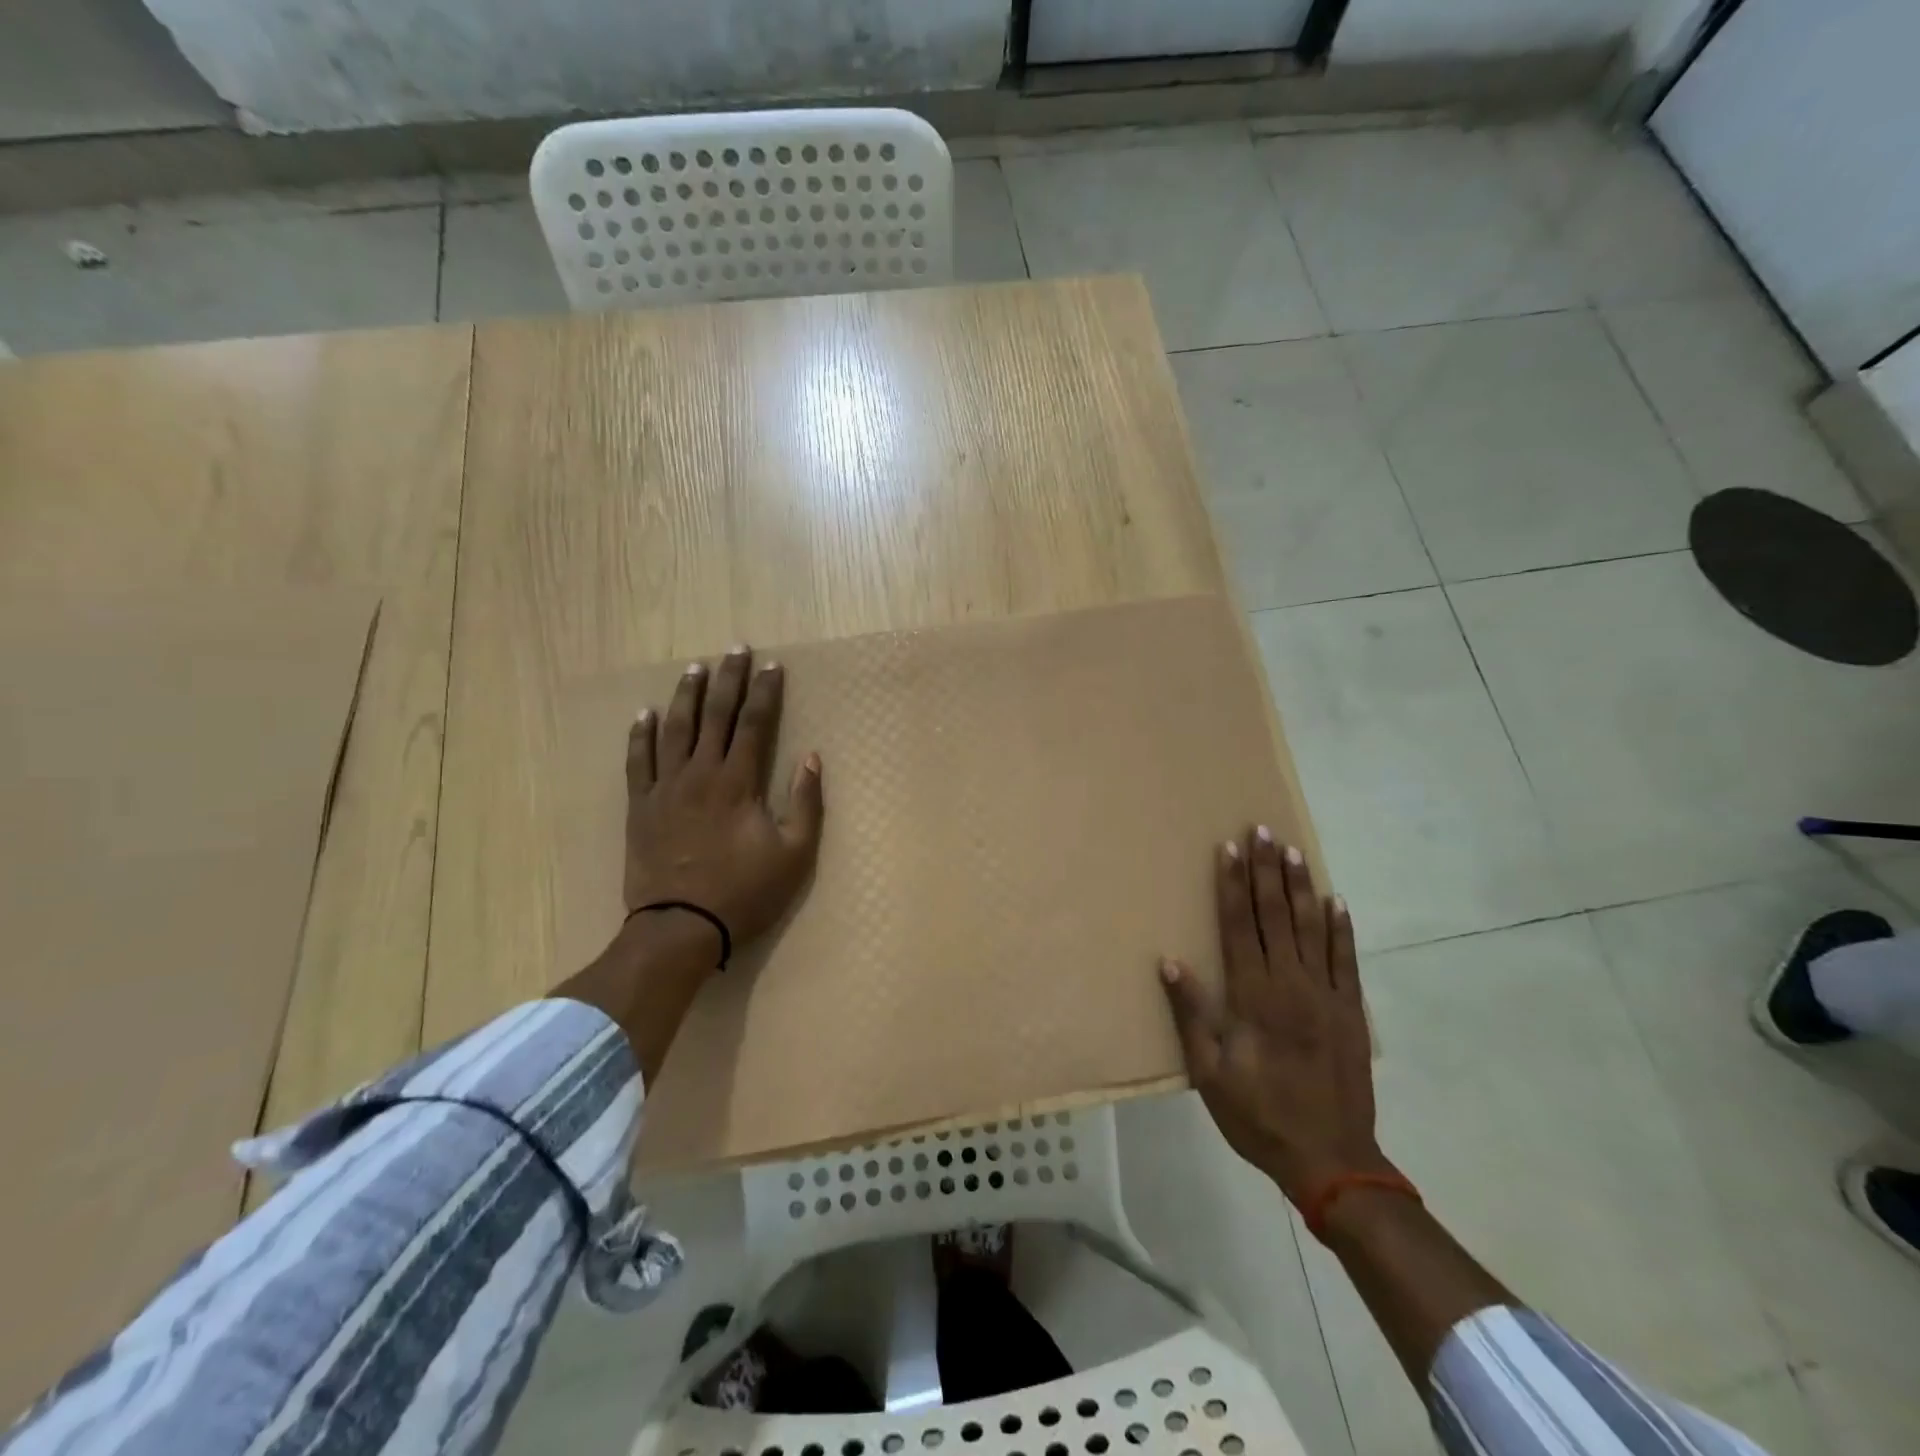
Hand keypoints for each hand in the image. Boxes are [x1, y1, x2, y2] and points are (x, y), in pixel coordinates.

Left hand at [625, 646, 824, 955]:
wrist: (680, 926)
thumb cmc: (744, 892)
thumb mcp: (794, 854)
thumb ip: (806, 803)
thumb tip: (813, 758)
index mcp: (738, 782)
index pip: (754, 724)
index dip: (765, 692)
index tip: (772, 665)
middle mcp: (700, 773)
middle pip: (715, 715)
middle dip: (728, 679)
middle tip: (735, 649)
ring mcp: (665, 788)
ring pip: (675, 729)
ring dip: (686, 695)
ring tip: (695, 668)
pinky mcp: (641, 806)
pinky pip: (638, 761)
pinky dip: (641, 735)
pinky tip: (645, 714)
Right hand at [1159, 827, 1392, 1207]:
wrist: (1332, 1159)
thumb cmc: (1258, 1115)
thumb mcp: (1209, 1073)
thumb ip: (1191, 1015)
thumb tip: (1170, 962)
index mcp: (1252, 996)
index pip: (1238, 926)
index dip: (1231, 885)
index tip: (1229, 848)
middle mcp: (1289, 983)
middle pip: (1274, 915)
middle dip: (1264, 870)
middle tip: (1260, 830)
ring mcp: (1325, 994)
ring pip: (1310, 927)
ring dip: (1299, 886)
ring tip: (1292, 850)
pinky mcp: (1351, 1010)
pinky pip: (1346, 959)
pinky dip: (1341, 927)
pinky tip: (1336, 900)